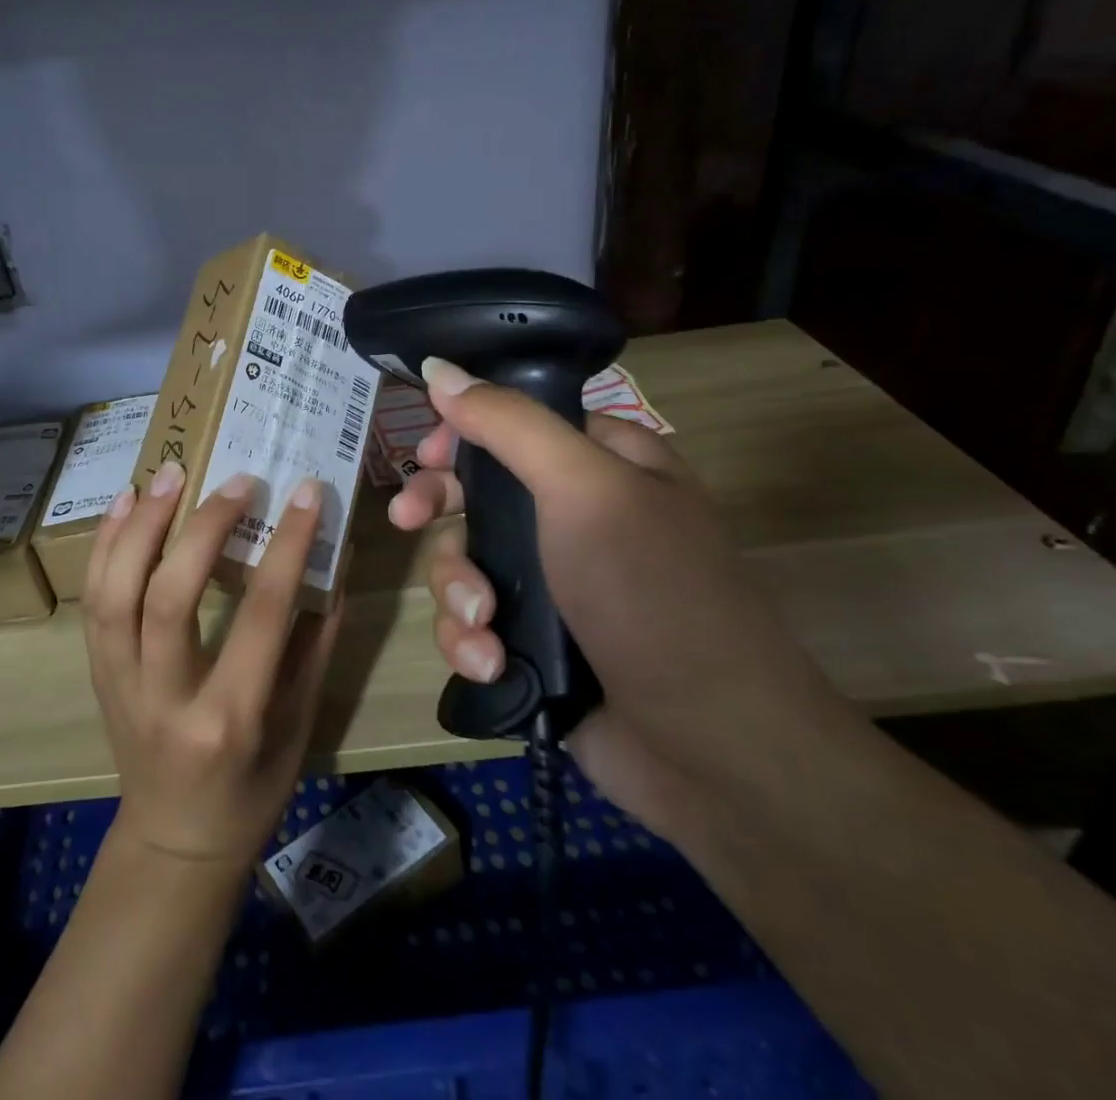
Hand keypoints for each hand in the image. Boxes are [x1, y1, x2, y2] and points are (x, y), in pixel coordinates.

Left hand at [82, 461, 341, 870]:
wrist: (175, 841)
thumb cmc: (252, 790)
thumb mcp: (300, 724)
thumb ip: (315, 642)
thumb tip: (332, 562)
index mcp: (230, 718)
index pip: (261, 615)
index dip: (287, 547)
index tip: (306, 494)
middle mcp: (166, 698)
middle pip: (170, 597)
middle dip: (203, 528)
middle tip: (236, 480)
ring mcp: (120, 684)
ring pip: (115, 593)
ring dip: (139, 525)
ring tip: (169, 474)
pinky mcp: (97, 673)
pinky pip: (93, 601)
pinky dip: (105, 545)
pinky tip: (124, 502)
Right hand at [390, 358, 861, 832]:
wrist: (710, 746)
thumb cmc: (650, 593)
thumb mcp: (583, 489)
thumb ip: (508, 424)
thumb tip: (438, 369)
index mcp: (604, 463)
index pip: (514, 422)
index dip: (462, 433)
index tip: (426, 454)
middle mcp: (576, 516)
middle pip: (477, 490)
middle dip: (439, 509)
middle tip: (406, 519)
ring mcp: (554, 582)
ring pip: (465, 561)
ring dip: (458, 593)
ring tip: (483, 627)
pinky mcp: (534, 641)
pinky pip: (473, 621)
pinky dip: (472, 642)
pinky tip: (491, 664)